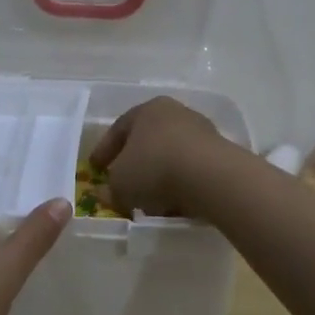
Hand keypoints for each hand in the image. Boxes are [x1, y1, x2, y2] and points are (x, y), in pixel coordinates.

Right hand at [89, 97, 230, 217]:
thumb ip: (109, 188)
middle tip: (122, 184)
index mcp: (147, 109)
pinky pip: (190, 170)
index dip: (104, 151)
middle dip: (133, 164)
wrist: (210, 176)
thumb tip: (105, 193)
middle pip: (147, 140)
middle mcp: (175, 113)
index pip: (118, 129)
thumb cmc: (154, 168)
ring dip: (158, 177)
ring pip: (170, 156)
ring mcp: (201, 132)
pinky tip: (172, 204)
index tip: (95, 169)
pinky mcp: (219, 154)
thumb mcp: (120, 184)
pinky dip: (179, 185)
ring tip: (149, 202)